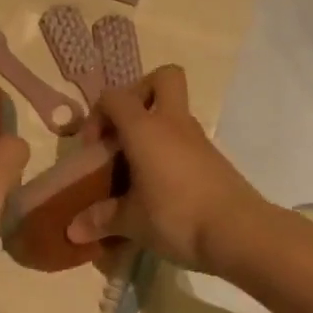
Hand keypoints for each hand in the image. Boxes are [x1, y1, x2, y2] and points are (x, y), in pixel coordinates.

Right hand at [64, 66, 271, 274]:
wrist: (240, 233)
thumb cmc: (177, 216)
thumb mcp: (132, 222)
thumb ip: (101, 220)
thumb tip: (73, 230)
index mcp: (145, 129)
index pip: (115, 97)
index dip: (98, 115)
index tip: (94, 149)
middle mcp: (173, 124)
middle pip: (163, 78)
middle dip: (140, 93)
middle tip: (124, 130)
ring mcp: (198, 140)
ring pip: (175, 112)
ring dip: (154, 128)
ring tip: (137, 168)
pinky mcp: (213, 159)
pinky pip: (185, 140)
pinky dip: (169, 151)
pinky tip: (160, 186)